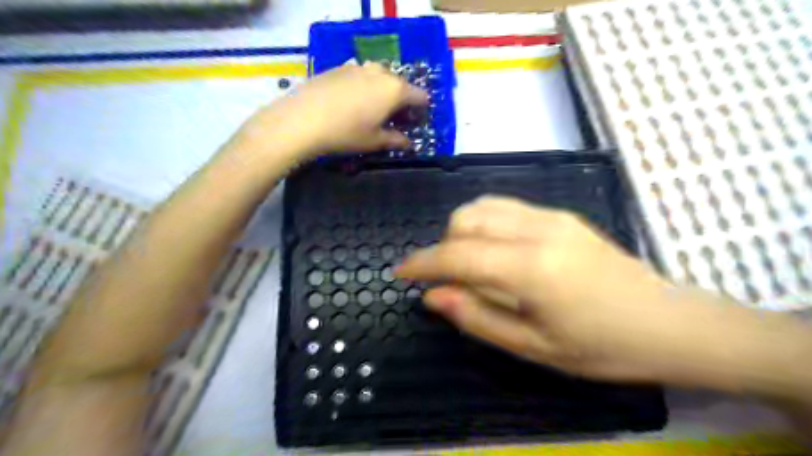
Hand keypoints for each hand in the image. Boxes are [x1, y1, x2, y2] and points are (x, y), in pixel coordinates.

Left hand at [236, 62, 426, 159]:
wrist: (302, 119)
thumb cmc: (346, 133)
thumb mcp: (374, 141)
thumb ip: (396, 140)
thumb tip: (408, 143)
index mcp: (395, 89)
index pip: (420, 96)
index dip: (421, 110)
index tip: (414, 123)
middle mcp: (380, 72)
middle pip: (400, 85)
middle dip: (401, 101)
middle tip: (394, 119)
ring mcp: (358, 67)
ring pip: (380, 78)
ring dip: (382, 92)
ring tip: (372, 110)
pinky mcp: (339, 67)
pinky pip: (361, 76)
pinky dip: (364, 87)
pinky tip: (352, 103)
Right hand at [398, 195, 708, 383]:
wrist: (668, 322)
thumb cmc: (602, 347)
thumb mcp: (533, 347)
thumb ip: (477, 317)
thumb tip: (433, 297)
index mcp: (532, 268)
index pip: (459, 255)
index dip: (423, 263)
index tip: (400, 273)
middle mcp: (538, 229)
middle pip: (466, 219)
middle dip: (443, 247)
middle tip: (448, 281)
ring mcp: (551, 216)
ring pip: (483, 206)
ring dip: (462, 232)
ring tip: (469, 265)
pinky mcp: (561, 214)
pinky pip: (505, 207)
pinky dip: (485, 224)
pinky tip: (495, 251)